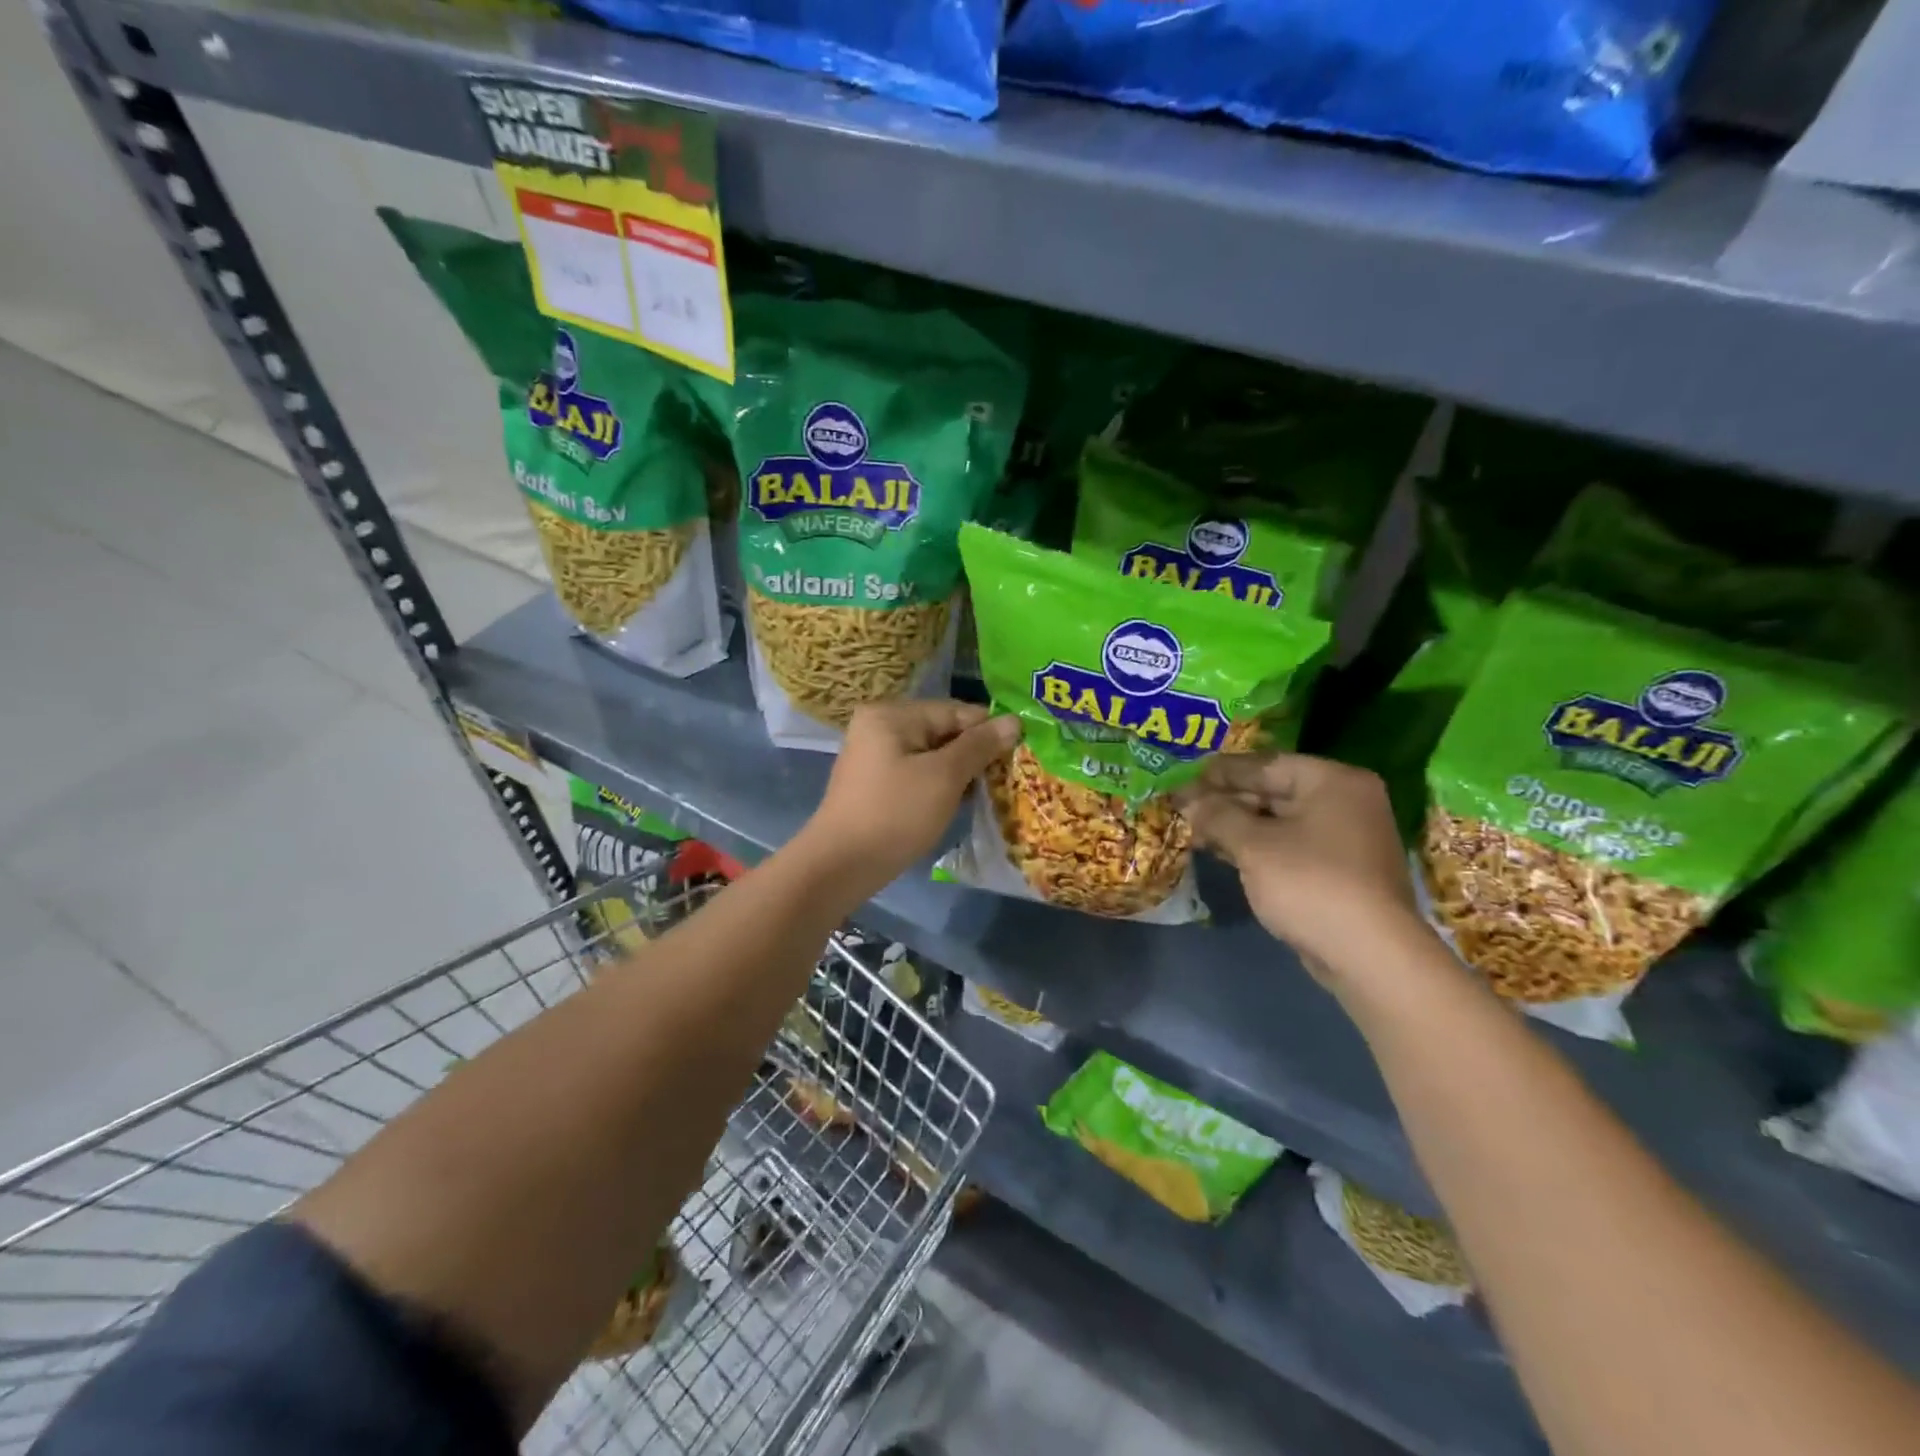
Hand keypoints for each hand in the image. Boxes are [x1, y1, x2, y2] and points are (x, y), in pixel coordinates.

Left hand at [802, 700, 1020, 891]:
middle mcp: (880, 726)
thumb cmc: (896, 814)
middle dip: (975, 753)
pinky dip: (939, 785)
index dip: (990, 731)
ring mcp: (875, 755)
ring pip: (932, 755)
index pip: (955, 711)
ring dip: (960, 772)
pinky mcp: (876, 783)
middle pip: (943, 731)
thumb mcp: (944, 777)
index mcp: (893, 714)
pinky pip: (918, 773)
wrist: (841, 866)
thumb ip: (979, 746)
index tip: (1021, 754)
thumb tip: (1014, 721)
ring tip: (990, 792)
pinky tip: (960, 803)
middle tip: (1008, 778)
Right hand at [1176, 753, 1429, 977]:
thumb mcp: (1253, 845)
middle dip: (1226, 801)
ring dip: (1236, 826)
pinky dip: (1256, 847)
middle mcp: (1345, 801)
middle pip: (1273, 791)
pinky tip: (1222, 852)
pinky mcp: (1339, 871)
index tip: (1182, 778)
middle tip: (1183, 806)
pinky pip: (1289, 846)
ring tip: (1194, 830)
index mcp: (1332, 781)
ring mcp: (1345, 838)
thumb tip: (1186, 800)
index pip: (1264, 765)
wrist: (1370, 956)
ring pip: (1278, 822)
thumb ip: (1217, 815)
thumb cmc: (1310, 884)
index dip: (1218, 772)